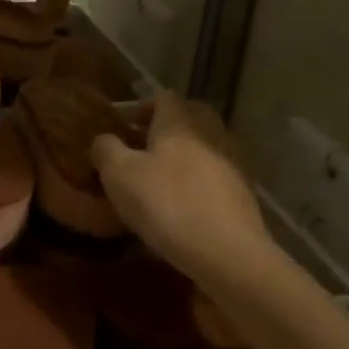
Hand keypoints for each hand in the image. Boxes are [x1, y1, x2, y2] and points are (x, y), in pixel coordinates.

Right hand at [90, 92, 275, 285]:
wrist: (228, 252)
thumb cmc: (167, 204)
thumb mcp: (119, 175)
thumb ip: (106, 149)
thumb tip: (104, 140)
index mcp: (179, 122)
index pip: (164, 96)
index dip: (143, 107)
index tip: (126, 127)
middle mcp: (210, 133)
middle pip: (190, 116)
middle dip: (167, 127)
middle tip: (143, 148)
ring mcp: (232, 162)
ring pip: (205, 145)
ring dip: (184, 154)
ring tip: (161, 179)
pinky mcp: (244, 192)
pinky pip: (216, 173)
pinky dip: (199, 179)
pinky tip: (183, 204)